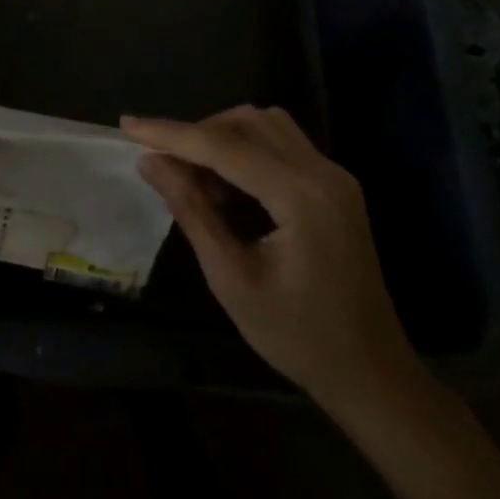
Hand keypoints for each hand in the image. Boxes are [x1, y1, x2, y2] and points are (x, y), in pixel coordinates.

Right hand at [124, 106, 418, 419]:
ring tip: (193, 175)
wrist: (372, 375)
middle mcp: (323, 172)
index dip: (170, 133)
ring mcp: (335, 175)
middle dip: (197, 134)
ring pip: (266, 125)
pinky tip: (227, 184)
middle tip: (162, 164)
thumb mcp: (231, 279)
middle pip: (246, 123)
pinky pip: (282, 144)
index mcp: (301, 196)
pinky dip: (246, 149)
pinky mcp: (336, 185)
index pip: (223, 146)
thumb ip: (190, 211)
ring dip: (222, 136)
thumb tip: (150, 162)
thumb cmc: (298, 337)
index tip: (127, 125)